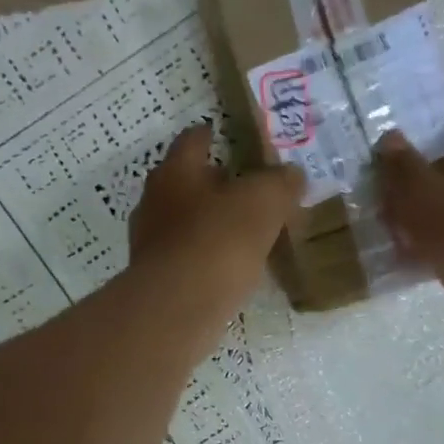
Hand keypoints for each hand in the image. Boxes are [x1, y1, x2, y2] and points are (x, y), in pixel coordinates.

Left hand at [129, 123, 304, 316]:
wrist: (177, 308)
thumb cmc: (218, 241)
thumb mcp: (264, 202)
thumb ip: (280, 183)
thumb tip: (292, 175)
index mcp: (175, 172)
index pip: (192, 140)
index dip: (212, 135)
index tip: (226, 136)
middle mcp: (154, 202)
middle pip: (185, 183)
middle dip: (213, 184)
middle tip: (247, 189)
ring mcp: (151, 243)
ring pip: (184, 223)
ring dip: (210, 224)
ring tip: (244, 233)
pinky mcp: (157, 279)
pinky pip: (187, 258)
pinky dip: (206, 258)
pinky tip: (230, 269)